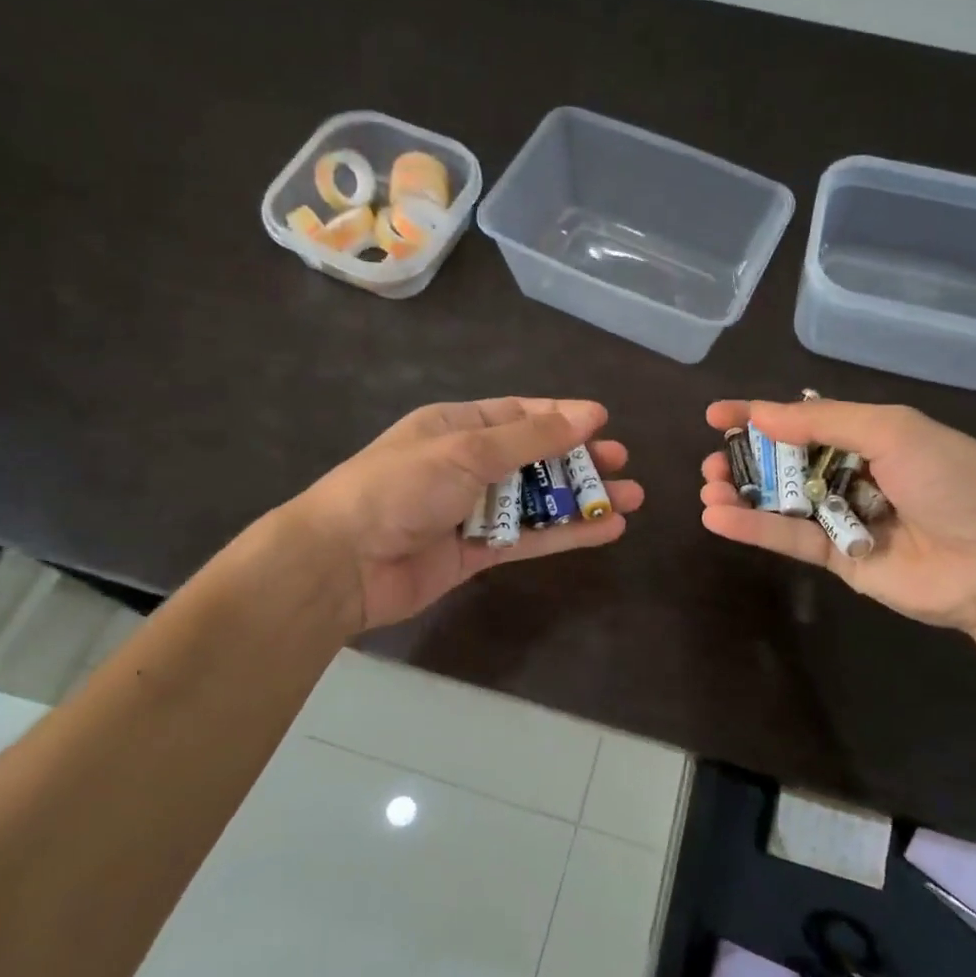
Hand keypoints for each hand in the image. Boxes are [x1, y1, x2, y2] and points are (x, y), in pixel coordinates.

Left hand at [295, 398, 642, 632]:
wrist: (343, 563)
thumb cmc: (401, 488)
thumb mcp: (467, 451)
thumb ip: (531, 437)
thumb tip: (589, 413)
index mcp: (456, 427)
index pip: (519, 415)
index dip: (562, 416)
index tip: (604, 422)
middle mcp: (467, 464)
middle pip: (535, 458)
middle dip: (578, 460)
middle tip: (622, 462)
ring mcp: (473, 510)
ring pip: (538, 501)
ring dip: (582, 499)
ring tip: (632, 497)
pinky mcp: (476, 553)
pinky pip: (530, 538)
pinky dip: (566, 534)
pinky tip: (606, 530)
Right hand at [698, 398, 975, 633]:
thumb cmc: (954, 479)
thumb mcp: (893, 431)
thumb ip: (823, 421)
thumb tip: (760, 414)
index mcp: (870, 435)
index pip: (803, 419)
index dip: (759, 415)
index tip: (715, 416)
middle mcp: (853, 473)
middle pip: (785, 462)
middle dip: (746, 458)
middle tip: (712, 461)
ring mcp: (844, 518)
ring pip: (781, 501)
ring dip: (742, 493)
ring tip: (710, 487)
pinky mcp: (839, 560)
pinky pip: (791, 539)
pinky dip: (754, 528)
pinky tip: (718, 516)